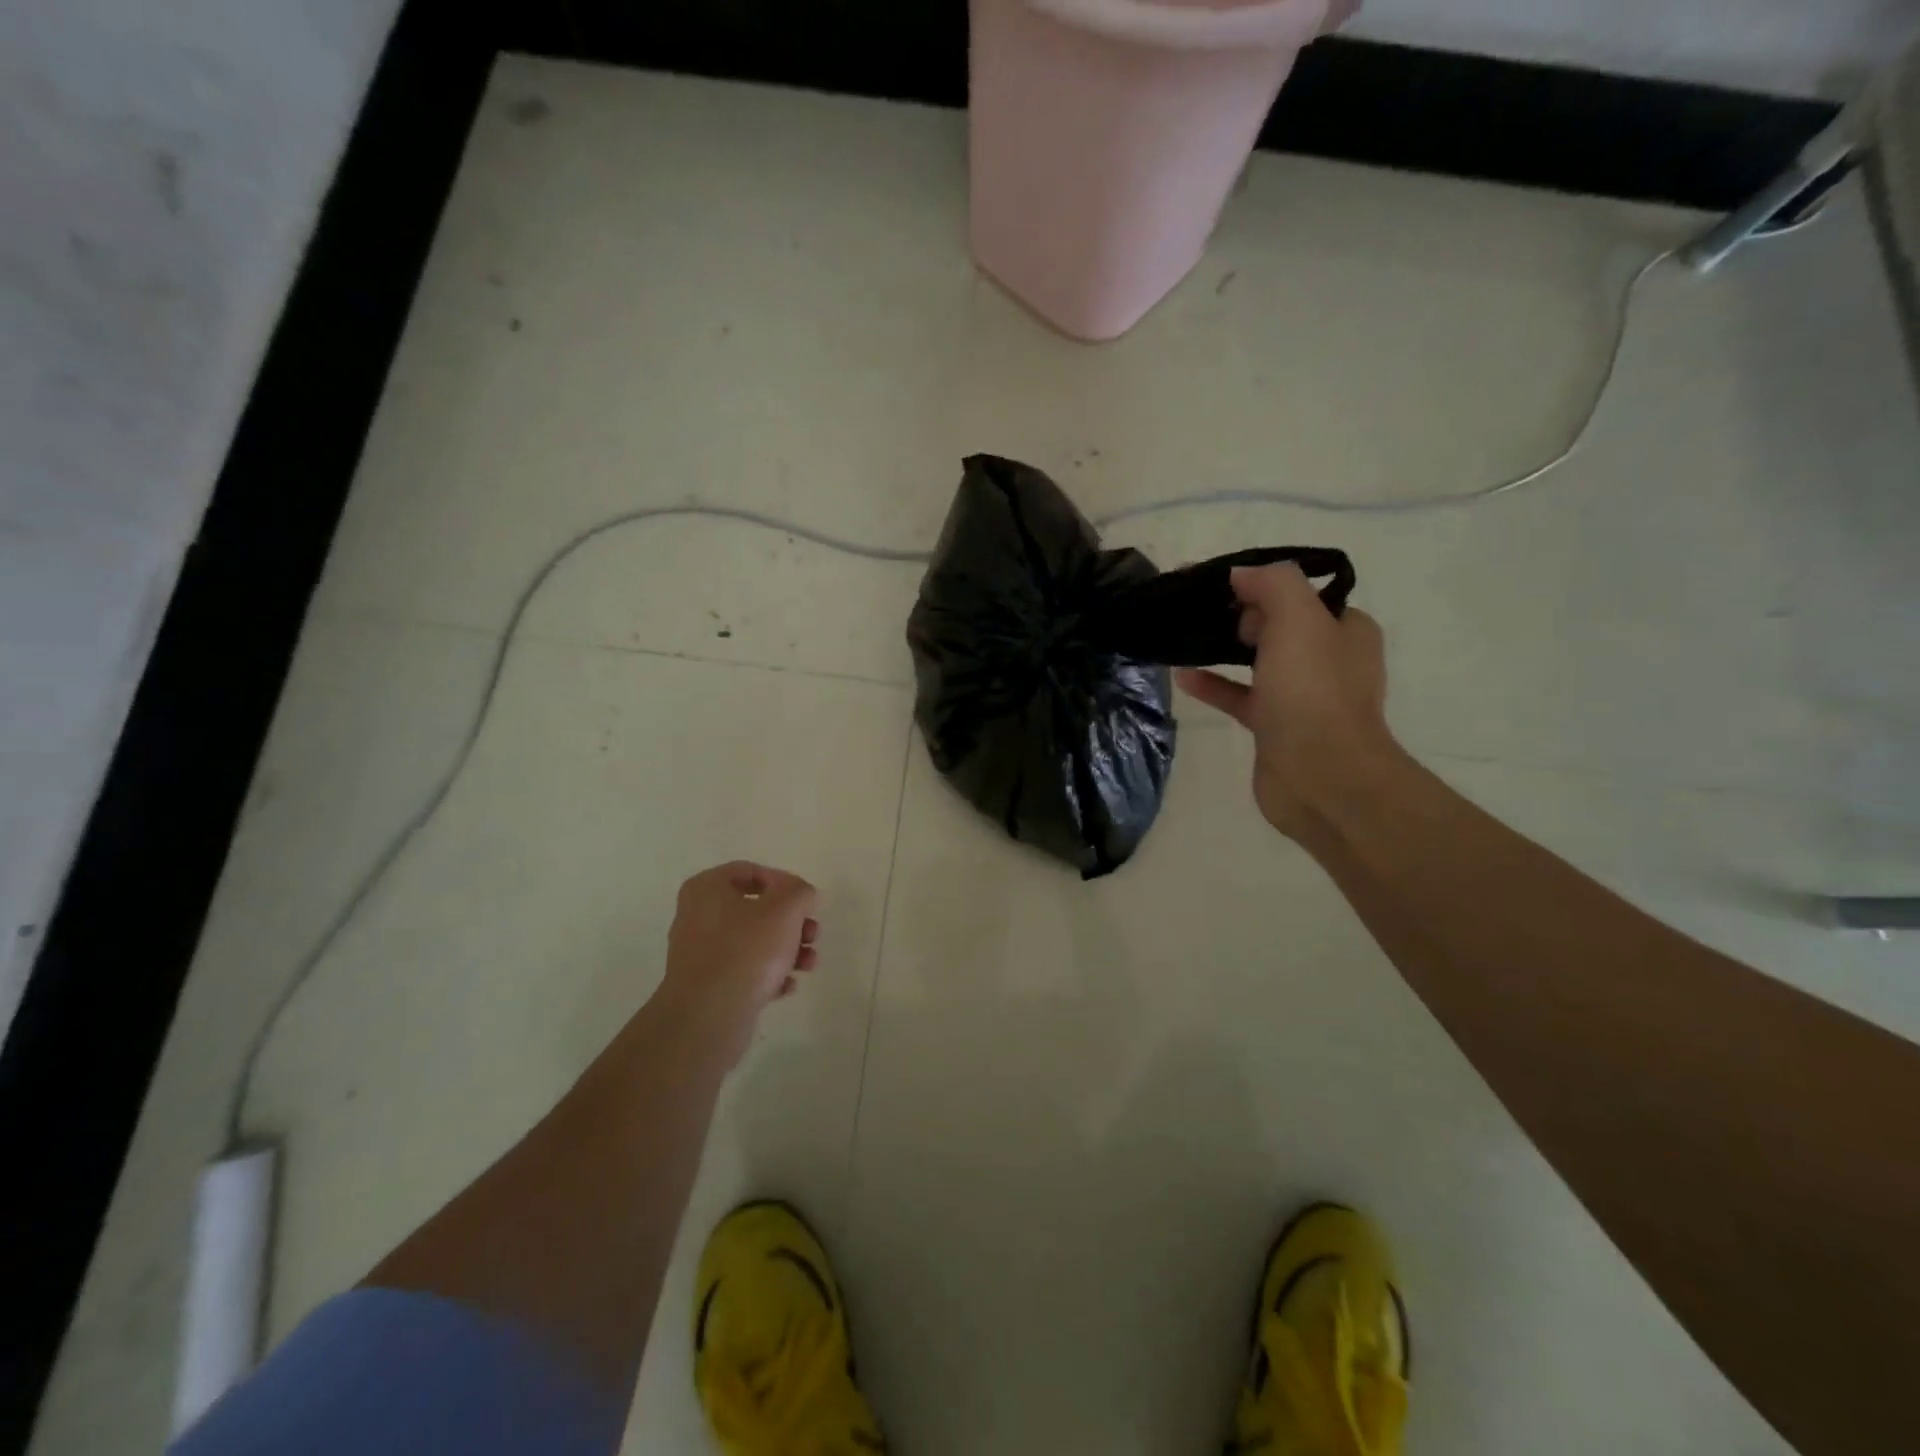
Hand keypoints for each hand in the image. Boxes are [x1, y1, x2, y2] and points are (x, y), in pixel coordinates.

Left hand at [656, 861, 818, 1063]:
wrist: (710, 1015)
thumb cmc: (747, 949)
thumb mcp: (785, 908)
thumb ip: (800, 892)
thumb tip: (802, 895)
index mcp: (707, 888)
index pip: (750, 871)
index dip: (784, 882)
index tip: (805, 902)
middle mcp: (697, 915)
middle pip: (756, 908)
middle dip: (791, 922)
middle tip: (812, 934)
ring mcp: (699, 952)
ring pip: (754, 941)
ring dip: (787, 949)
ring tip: (808, 964)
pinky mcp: (706, 985)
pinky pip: (744, 970)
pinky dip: (768, 974)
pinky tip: (787, 986)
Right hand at [1176, 564, 1398, 840]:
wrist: (1322, 777)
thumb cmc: (1313, 692)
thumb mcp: (1299, 619)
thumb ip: (1273, 584)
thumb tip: (1241, 574)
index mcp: (1346, 630)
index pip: (1303, 595)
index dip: (1263, 586)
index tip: (1223, 586)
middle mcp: (1329, 660)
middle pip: (1279, 625)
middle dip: (1242, 615)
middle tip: (1203, 612)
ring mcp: (1302, 697)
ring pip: (1259, 661)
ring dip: (1225, 648)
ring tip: (1187, 635)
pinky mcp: (1275, 727)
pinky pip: (1240, 696)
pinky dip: (1214, 684)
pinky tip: (1183, 676)